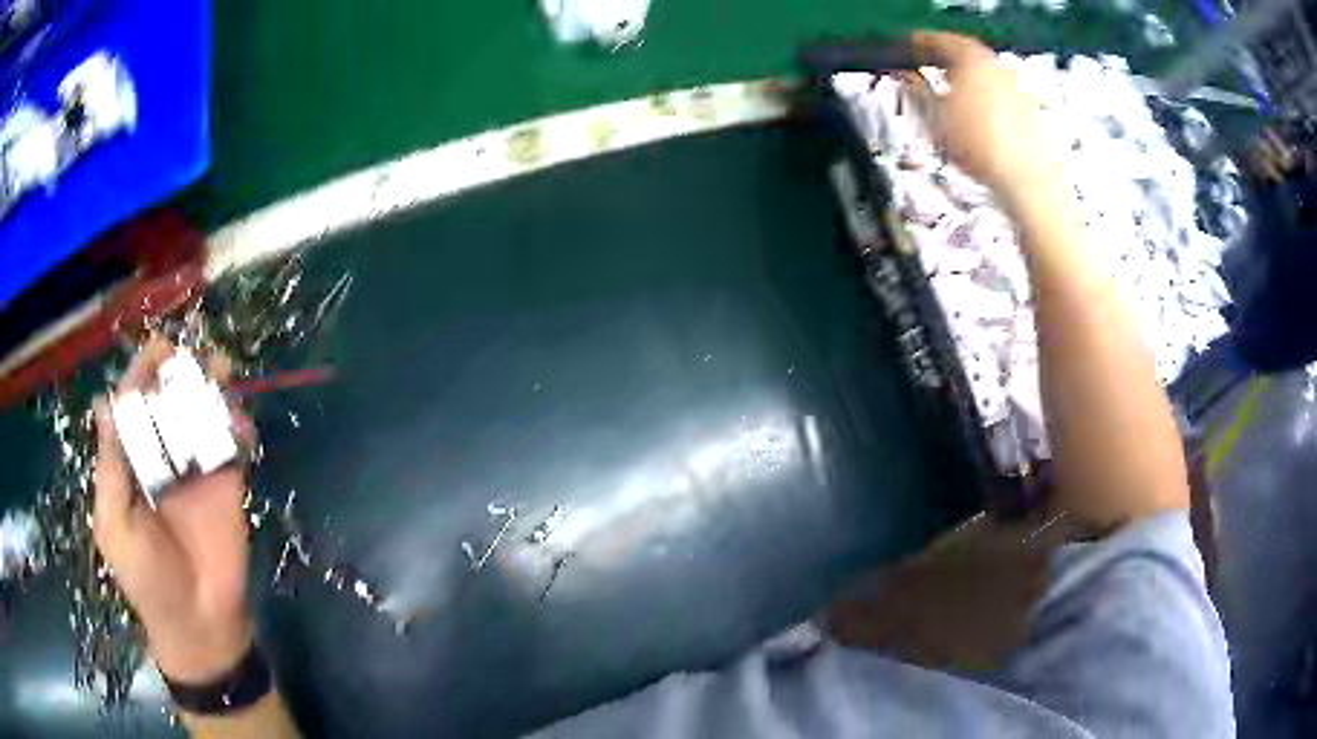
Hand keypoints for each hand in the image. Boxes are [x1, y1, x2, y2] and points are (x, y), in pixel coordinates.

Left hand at [93, 338, 254, 683]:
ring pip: (200, 416)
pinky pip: (231, 445)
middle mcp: (160, 457)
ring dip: (210, 389)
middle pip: (167, 402)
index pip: (132, 408)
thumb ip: (112, 468)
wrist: (198, 623)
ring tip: (220, 367)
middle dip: (177, 374)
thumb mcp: (116, 525)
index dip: (141, 376)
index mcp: (129, 463)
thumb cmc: (147, 579)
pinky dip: (236, 424)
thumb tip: (104, 402)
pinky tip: (239, 419)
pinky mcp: (227, 484)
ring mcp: (195, 470)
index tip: (157, 350)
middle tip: (190, 356)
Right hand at [910, 32, 1062, 207]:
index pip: (942, 40)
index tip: (910, 46)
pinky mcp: (1031, 110)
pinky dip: (988, 96)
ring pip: (987, 74)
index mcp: (971, 59)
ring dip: (969, 78)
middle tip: (931, 66)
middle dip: (949, 59)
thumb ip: (918, 92)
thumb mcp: (936, 119)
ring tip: (954, 93)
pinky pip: (1003, 93)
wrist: (1026, 179)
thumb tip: (906, 78)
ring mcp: (1018, 87)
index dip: (922, 42)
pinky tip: (981, 117)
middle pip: (969, 54)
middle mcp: (997, 66)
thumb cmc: (978, 146)